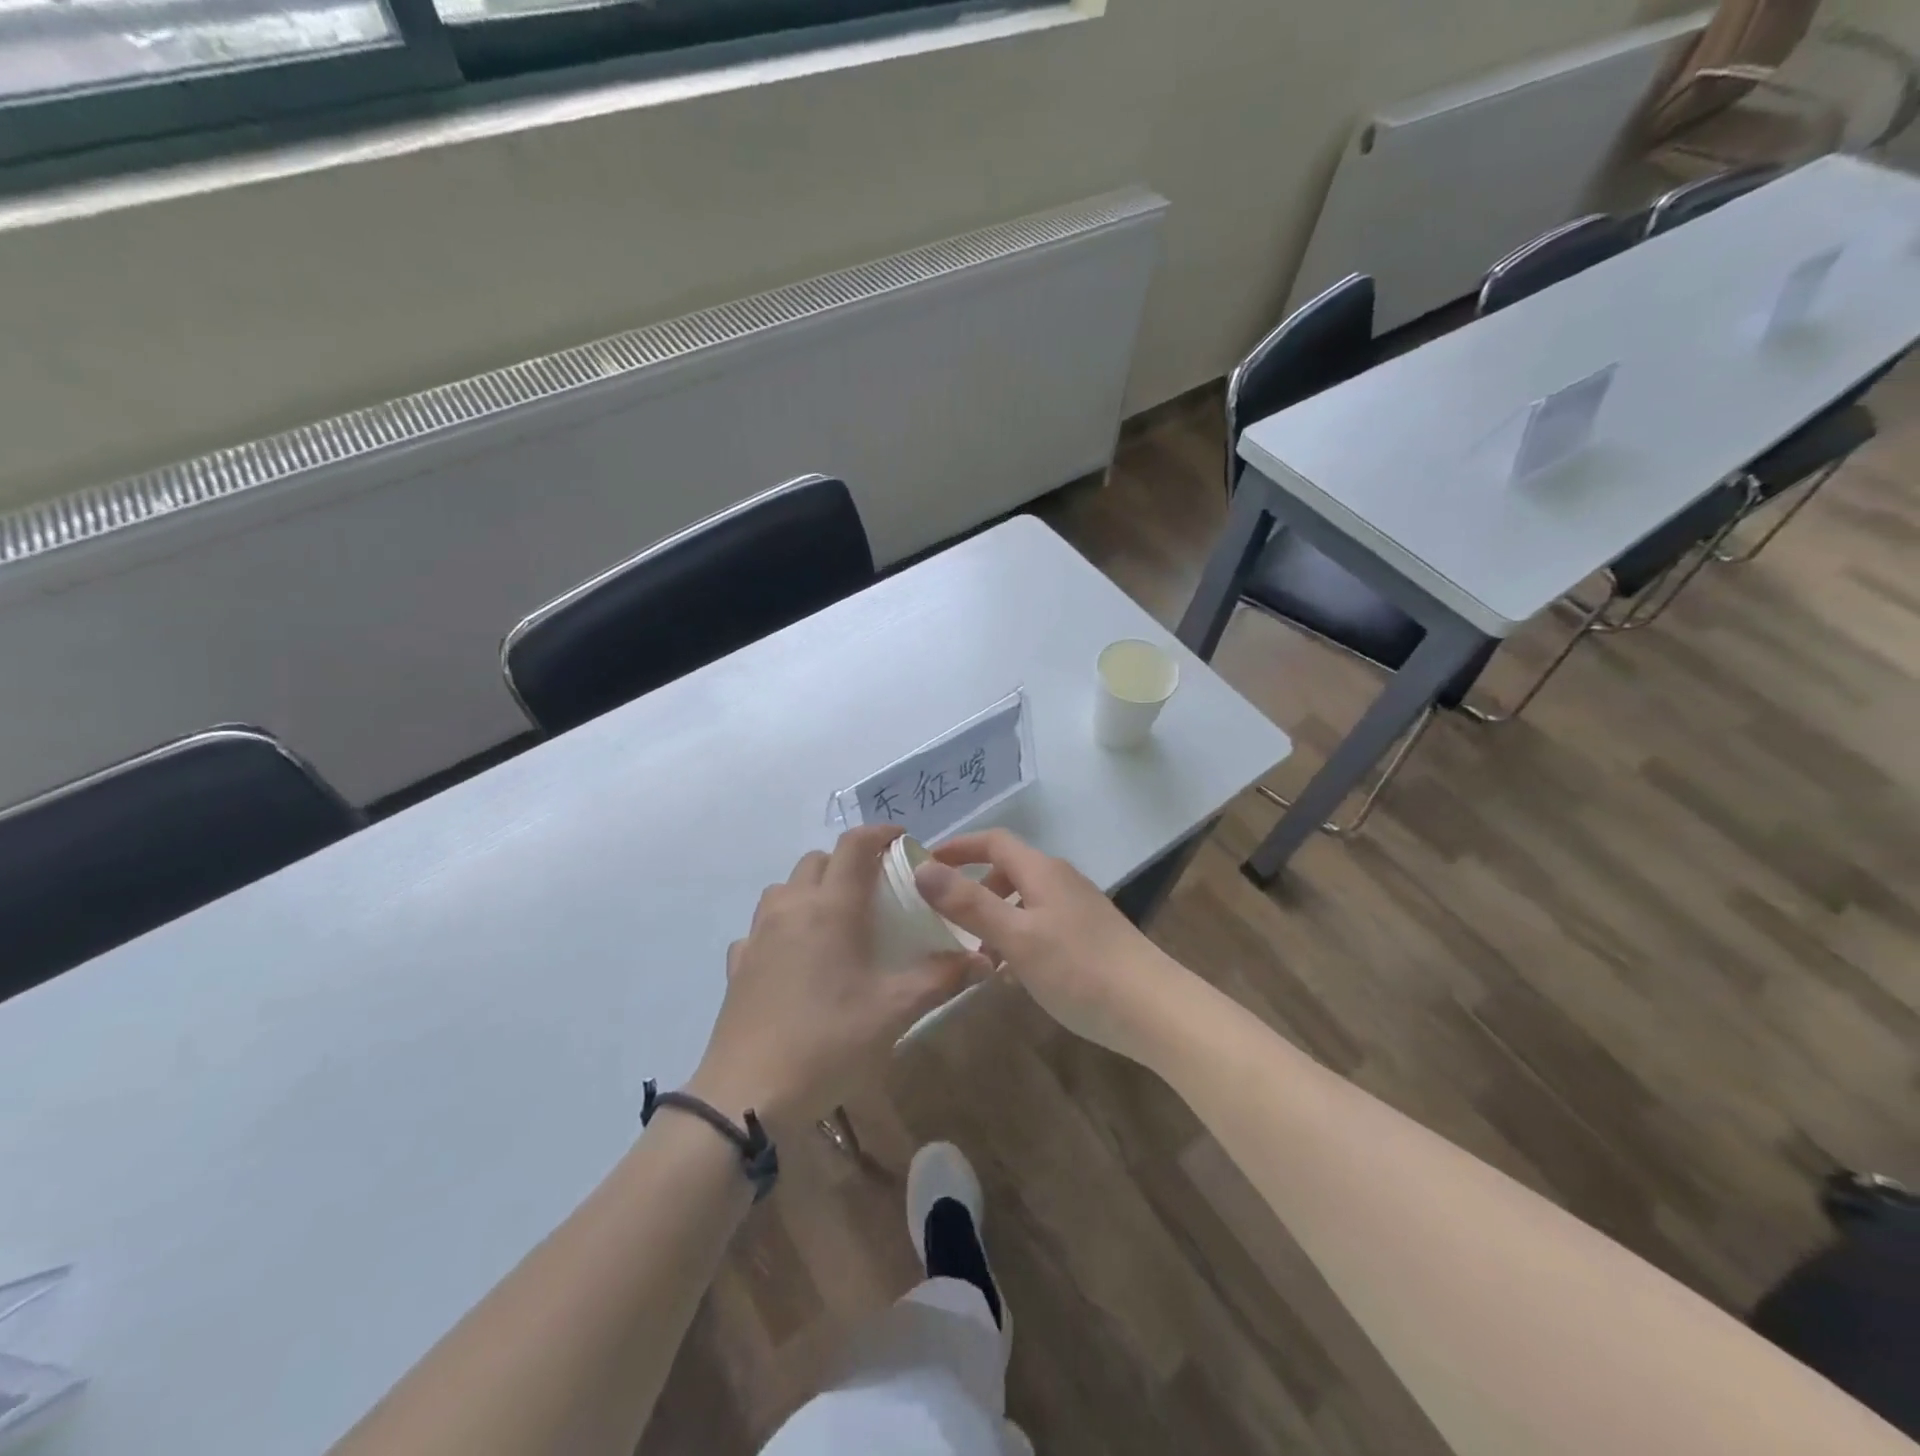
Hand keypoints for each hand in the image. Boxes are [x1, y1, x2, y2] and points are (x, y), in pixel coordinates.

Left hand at [688, 825, 986, 1137]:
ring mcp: (758, 934)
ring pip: (785, 887)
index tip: (903, 841)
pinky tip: (795, 956)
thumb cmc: (828, 1041)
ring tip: (837, 918)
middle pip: (818, 860)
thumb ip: (941, 979)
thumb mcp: (894, 1011)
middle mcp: (791, 907)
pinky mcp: (738, 963)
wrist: (748, 1093)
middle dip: (849, 862)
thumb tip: (984, 960)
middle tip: (877, 888)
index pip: (854, 846)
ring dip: (813, 888)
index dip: (880, 833)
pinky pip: (762, 925)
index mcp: (831, 908)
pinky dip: (783, 924)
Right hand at [911, 829, 1196, 1067]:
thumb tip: (922, 868)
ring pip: (1025, 901)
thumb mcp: (1016, 937)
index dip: (958, 847)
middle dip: (974, 889)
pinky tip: (1014, 975)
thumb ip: (969, 903)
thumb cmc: (1079, 969)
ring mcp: (1079, 908)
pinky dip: (1018, 938)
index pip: (993, 841)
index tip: (924, 865)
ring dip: (996, 919)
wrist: (1154, 1009)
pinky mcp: (1090, 935)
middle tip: (946, 919)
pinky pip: (1041, 924)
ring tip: (977, 956)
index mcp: (1042, 871)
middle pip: (1009, 870)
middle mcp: (1061, 880)